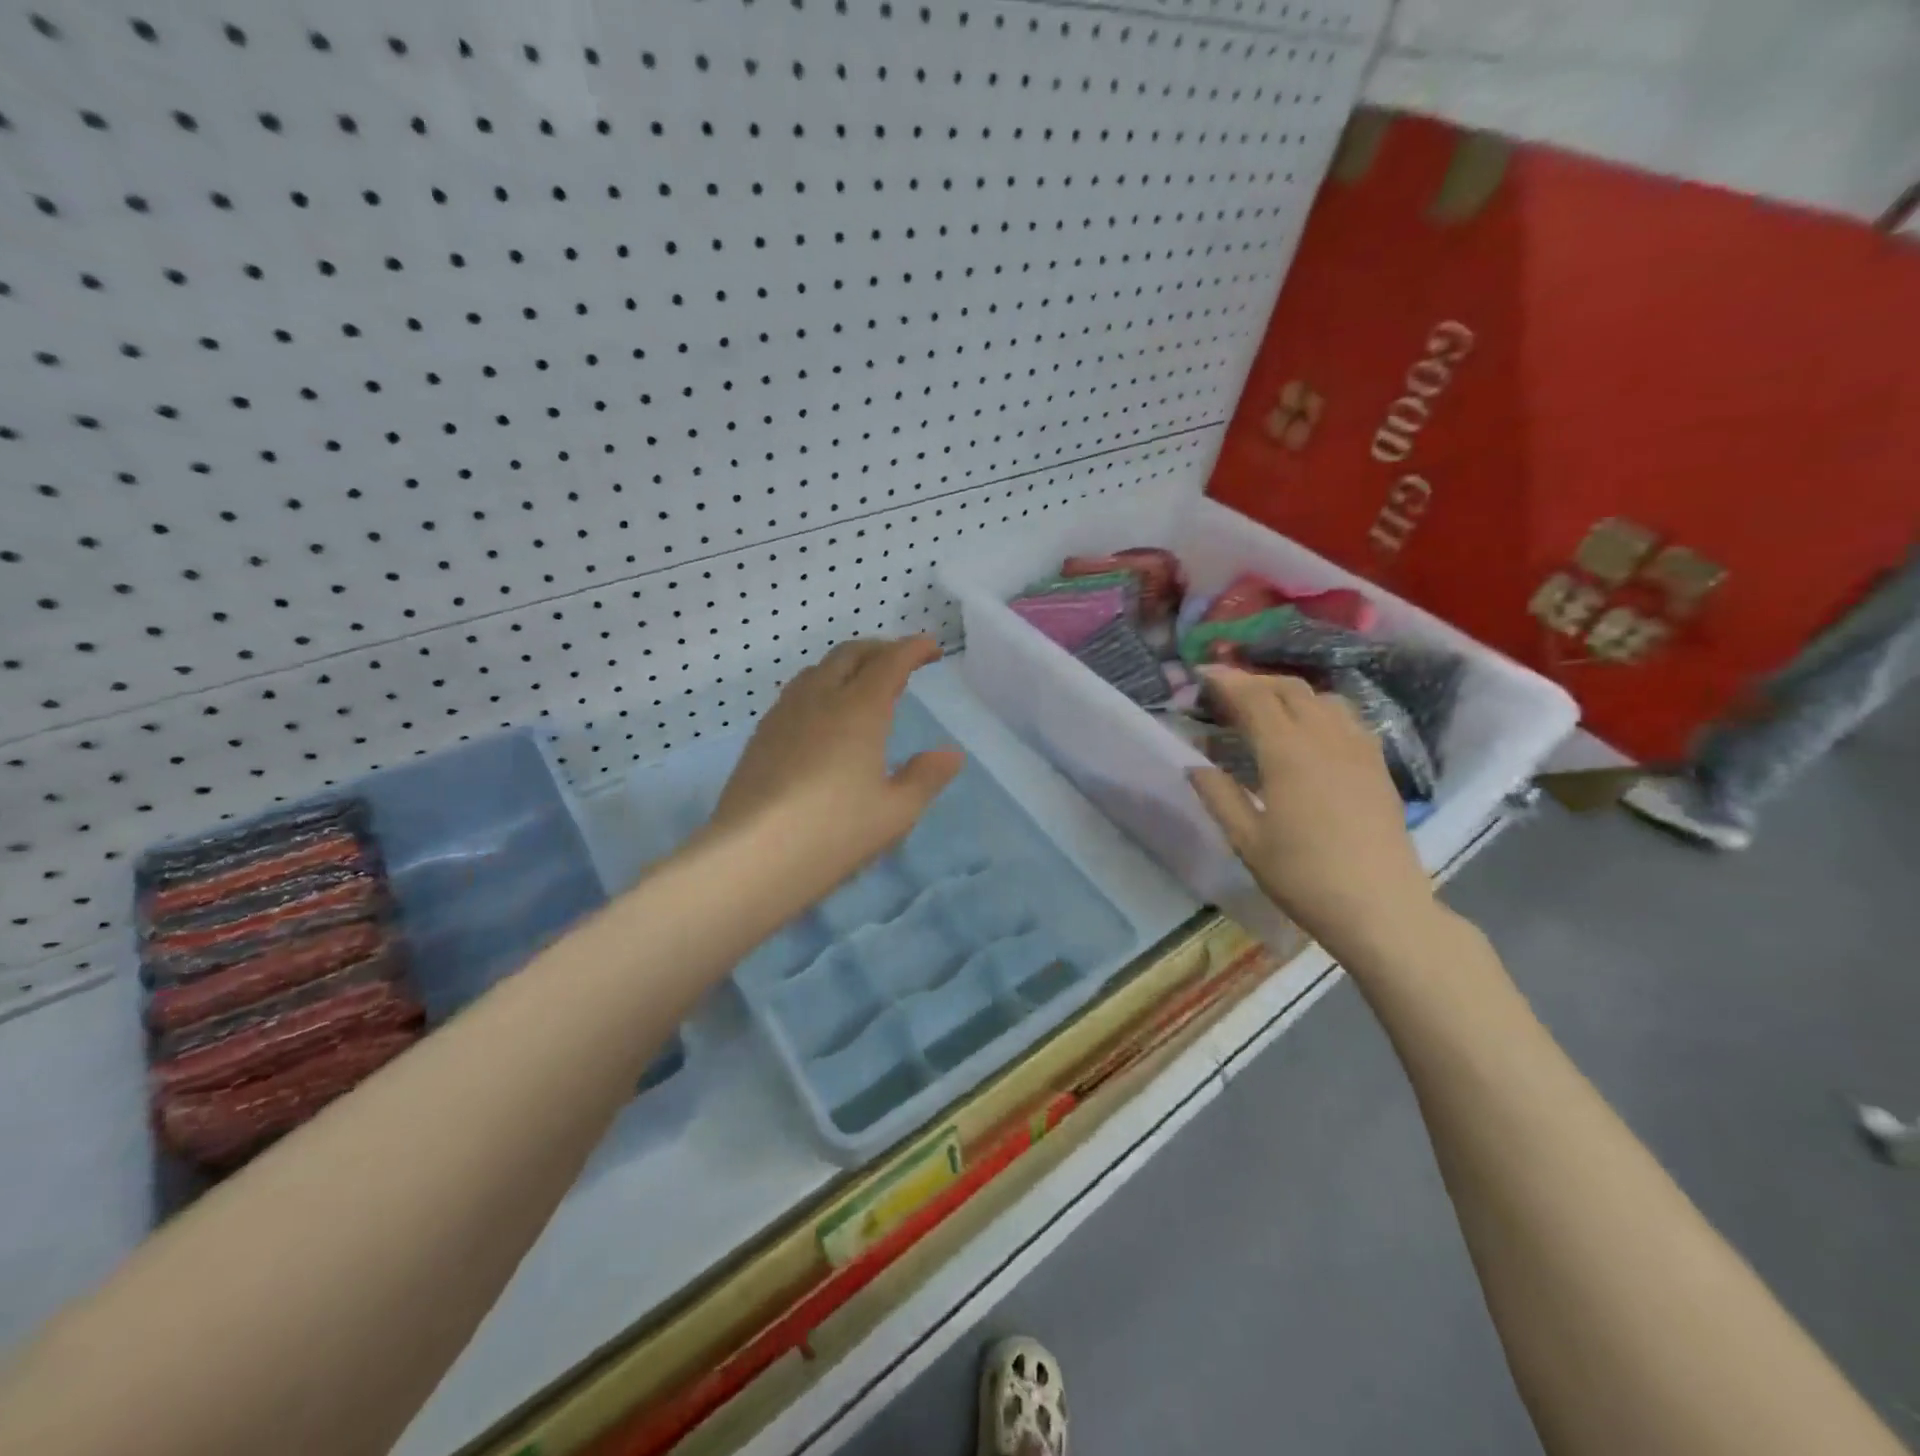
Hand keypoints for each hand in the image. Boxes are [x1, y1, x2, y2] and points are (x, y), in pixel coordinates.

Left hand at [709, 637, 963, 899]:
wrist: (752, 856)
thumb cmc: (834, 832)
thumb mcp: (895, 812)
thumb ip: (925, 777)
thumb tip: (951, 754)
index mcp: (859, 709)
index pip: (890, 662)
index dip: (913, 649)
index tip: (931, 649)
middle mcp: (819, 699)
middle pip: (850, 655)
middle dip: (879, 650)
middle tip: (900, 662)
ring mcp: (784, 715)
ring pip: (817, 671)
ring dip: (846, 666)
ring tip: (861, 685)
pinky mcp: (760, 737)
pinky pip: (796, 694)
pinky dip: (820, 688)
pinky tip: (822, 718)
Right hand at [1188, 668, 1435, 957]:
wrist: (1380, 908)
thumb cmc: (1304, 876)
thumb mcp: (1247, 841)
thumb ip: (1219, 796)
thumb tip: (1194, 766)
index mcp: (1288, 753)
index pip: (1253, 698)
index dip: (1225, 680)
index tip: (1201, 673)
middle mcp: (1325, 738)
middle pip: (1289, 689)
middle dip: (1255, 681)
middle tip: (1226, 691)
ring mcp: (1358, 749)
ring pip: (1323, 698)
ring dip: (1289, 693)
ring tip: (1266, 708)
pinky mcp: (1377, 766)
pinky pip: (1347, 719)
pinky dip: (1320, 710)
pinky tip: (1310, 732)